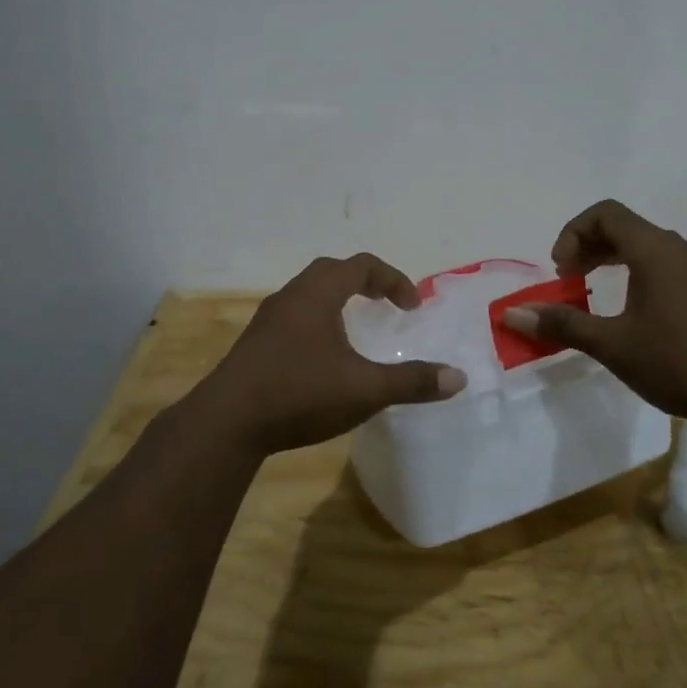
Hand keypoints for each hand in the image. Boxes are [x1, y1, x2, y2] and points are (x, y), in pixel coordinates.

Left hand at [183, 254, 466, 457]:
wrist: (227, 421)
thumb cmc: (300, 393)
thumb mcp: (365, 390)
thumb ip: (412, 382)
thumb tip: (458, 377)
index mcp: (319, 293)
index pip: (362, 266)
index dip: (393, 280)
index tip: (411, 307)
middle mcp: (292, 295)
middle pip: (332, 272)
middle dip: (365, 283)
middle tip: (386, 306)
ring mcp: (268, 319)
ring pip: (309, 294)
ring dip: (338, 301)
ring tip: (357, 329)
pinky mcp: (255, 342)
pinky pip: (295, 316)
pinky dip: (318, 321)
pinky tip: (324, 357)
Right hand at [500, 200, 686, 429]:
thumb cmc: (680, 364)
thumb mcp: (613, 345)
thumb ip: (563, 324)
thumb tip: (512, 314)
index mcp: (655, 251)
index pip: (605, 213)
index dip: (573, 232)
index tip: (561, 269)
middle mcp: (679, 248)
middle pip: (624, 226)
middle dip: (588, 246)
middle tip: (568, 279)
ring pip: (646, 245)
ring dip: (612, 260)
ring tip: (592, 292)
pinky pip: (665, 264)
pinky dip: (636, 273)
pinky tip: (631, 310)